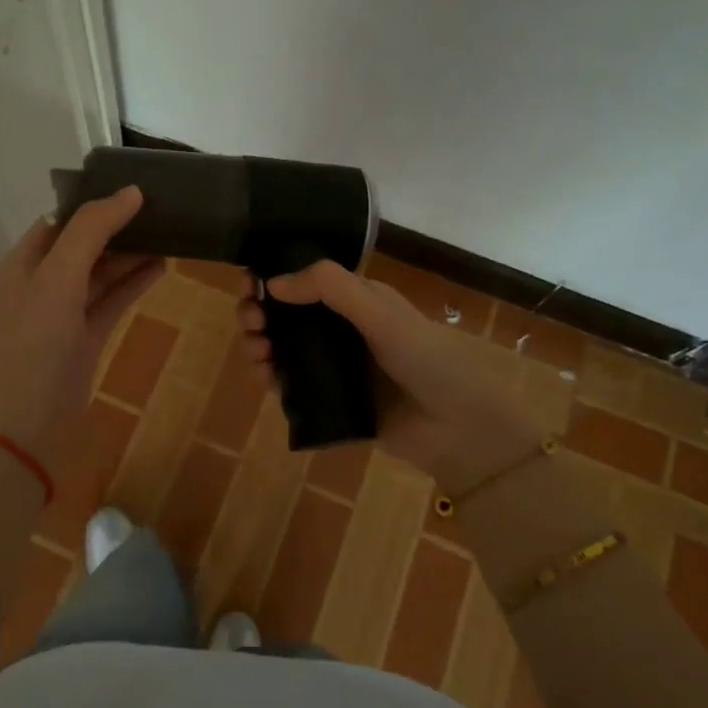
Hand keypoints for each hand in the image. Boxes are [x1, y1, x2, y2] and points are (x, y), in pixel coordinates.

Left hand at [0, 186, 162, 466]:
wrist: (28, 421)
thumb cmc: (37, 342)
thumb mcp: (59, 276)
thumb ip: (92, 230)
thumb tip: (131, 192)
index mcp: (25, 262)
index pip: (62, 220)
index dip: (96, 203)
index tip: (137, 189)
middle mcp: (42, 283)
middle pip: (85, 244)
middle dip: (119, 227)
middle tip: (162, 209)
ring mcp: (65, 312)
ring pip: (102, 273)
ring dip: (131, 254)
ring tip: (170, 233)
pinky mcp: (85, 338)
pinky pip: (113, 301)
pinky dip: (134, 284)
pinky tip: (162, 267)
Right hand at [239, 261, 543, 495]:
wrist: (459, 428)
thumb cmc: (427, 359)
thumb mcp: (380, 313)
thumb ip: (330, 289)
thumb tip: (273, 282)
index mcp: (357, 301)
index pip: (305, 280)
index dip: (272, 278)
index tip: (249, 285)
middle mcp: (342, 330)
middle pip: (286, 315)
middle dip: (260, 313)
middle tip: (251, 322)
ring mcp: (334, 367)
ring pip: (282, 350)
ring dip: (260, 344)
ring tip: (257, 353)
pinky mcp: (330, 401)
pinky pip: (290, 385)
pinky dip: (271, 378)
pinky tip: (266, 379)